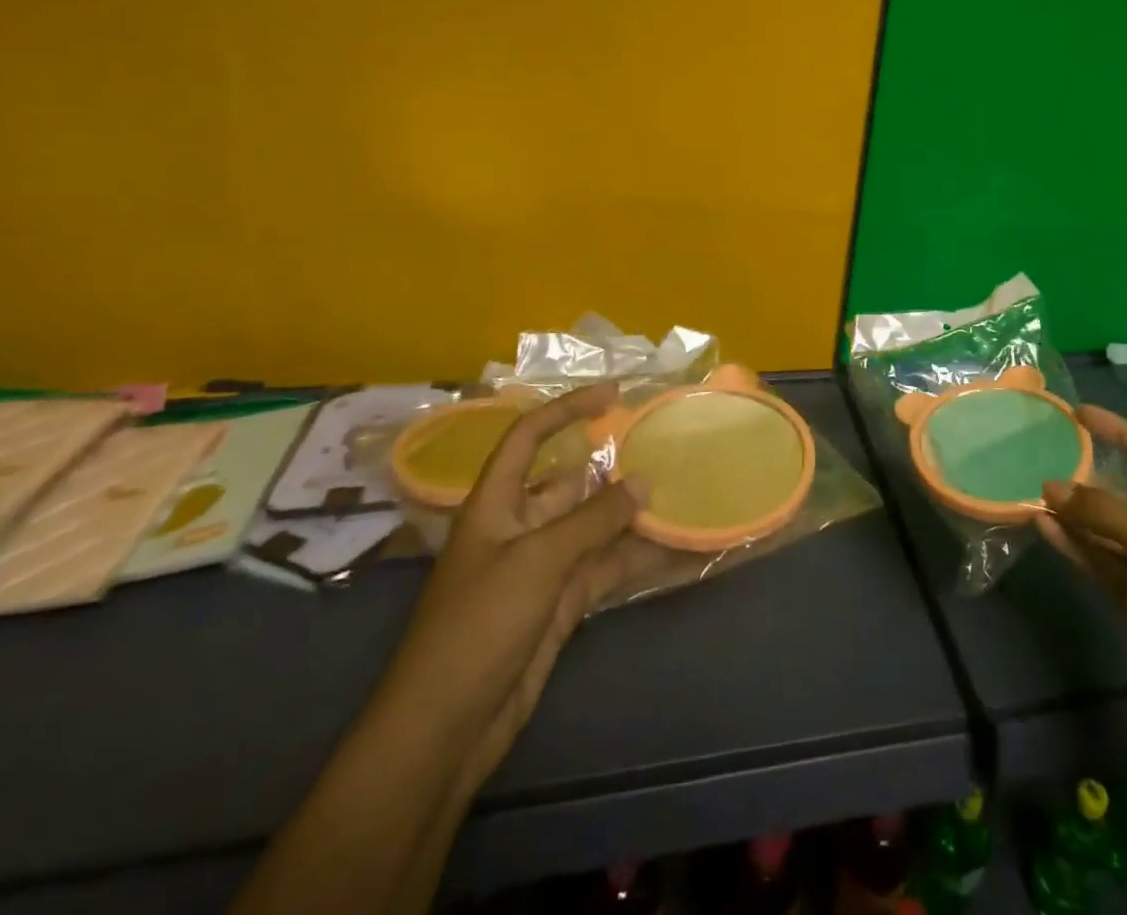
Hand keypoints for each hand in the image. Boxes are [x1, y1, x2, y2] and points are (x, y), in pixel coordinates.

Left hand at [372, 383, 649, 794]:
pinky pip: (605, 567)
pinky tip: (674, 547)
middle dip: (614, 465)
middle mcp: (520, 525)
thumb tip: (645, 481)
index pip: (528, 436)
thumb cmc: (476, 628)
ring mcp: (543, 566)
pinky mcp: (561, 603)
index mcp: (497, 503)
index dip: (567, 409)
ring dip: (632, 513)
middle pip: (571, 481)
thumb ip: (594, 519)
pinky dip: (636, 557)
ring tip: (682, 491)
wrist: (444, 731)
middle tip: (667, 447)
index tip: (614, 395)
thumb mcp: (536, 562)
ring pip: (595, 526)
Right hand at [1038, 405, 1126, 723]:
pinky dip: (1073, 545)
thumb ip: (1104, 511)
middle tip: (1048, 456)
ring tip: (1036, 492)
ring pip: (1107, 530)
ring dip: (1075, 513)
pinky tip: (1043, 528)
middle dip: (1090, 477)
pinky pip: (1099, 561)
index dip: (1121, 431)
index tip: (1080, 414)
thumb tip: (1049, 486)